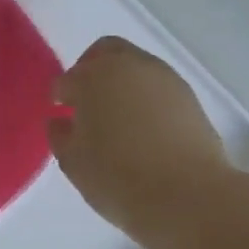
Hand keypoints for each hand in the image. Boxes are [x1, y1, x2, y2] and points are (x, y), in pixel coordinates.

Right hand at [49, 36, 233, 236]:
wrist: (187, 196)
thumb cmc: (117, 177)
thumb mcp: (73, 162)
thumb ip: (60, 135)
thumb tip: (60, 121)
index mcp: (93, 77)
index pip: (67, 79)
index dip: (60, 96)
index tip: (59, 113)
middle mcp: (130, 66)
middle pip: (105, 52)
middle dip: (91, 70)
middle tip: (84, 100)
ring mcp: (165, 79)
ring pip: (135, 67)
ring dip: (121, 83)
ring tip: (115, 118)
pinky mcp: (189, 98)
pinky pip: (157, 87)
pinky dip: (144, 98)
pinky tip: (141, 128)